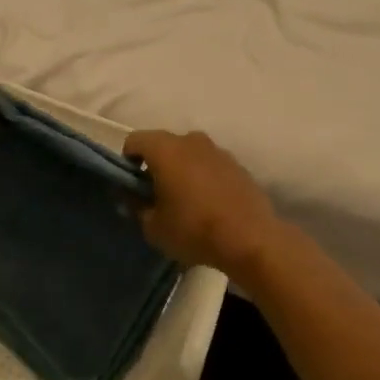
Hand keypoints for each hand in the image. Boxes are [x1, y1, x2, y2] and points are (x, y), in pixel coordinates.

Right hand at [124, 130, 282, 275]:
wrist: (251, 239)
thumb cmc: (194, 230)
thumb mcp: (153, 227)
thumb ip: (136, 207)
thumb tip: (133, 197)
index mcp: (165, 149)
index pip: (134, 141)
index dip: (127, 161)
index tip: (133, 186)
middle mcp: (191, 140)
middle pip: (163, 145)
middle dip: (155, 165)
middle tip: (156, 195)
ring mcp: (218, 150)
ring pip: (189, 154)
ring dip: (181, 170)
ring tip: (184, 201)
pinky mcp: (238, 165)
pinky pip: (210, 165)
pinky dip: (203, 177)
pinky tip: (208, 204)